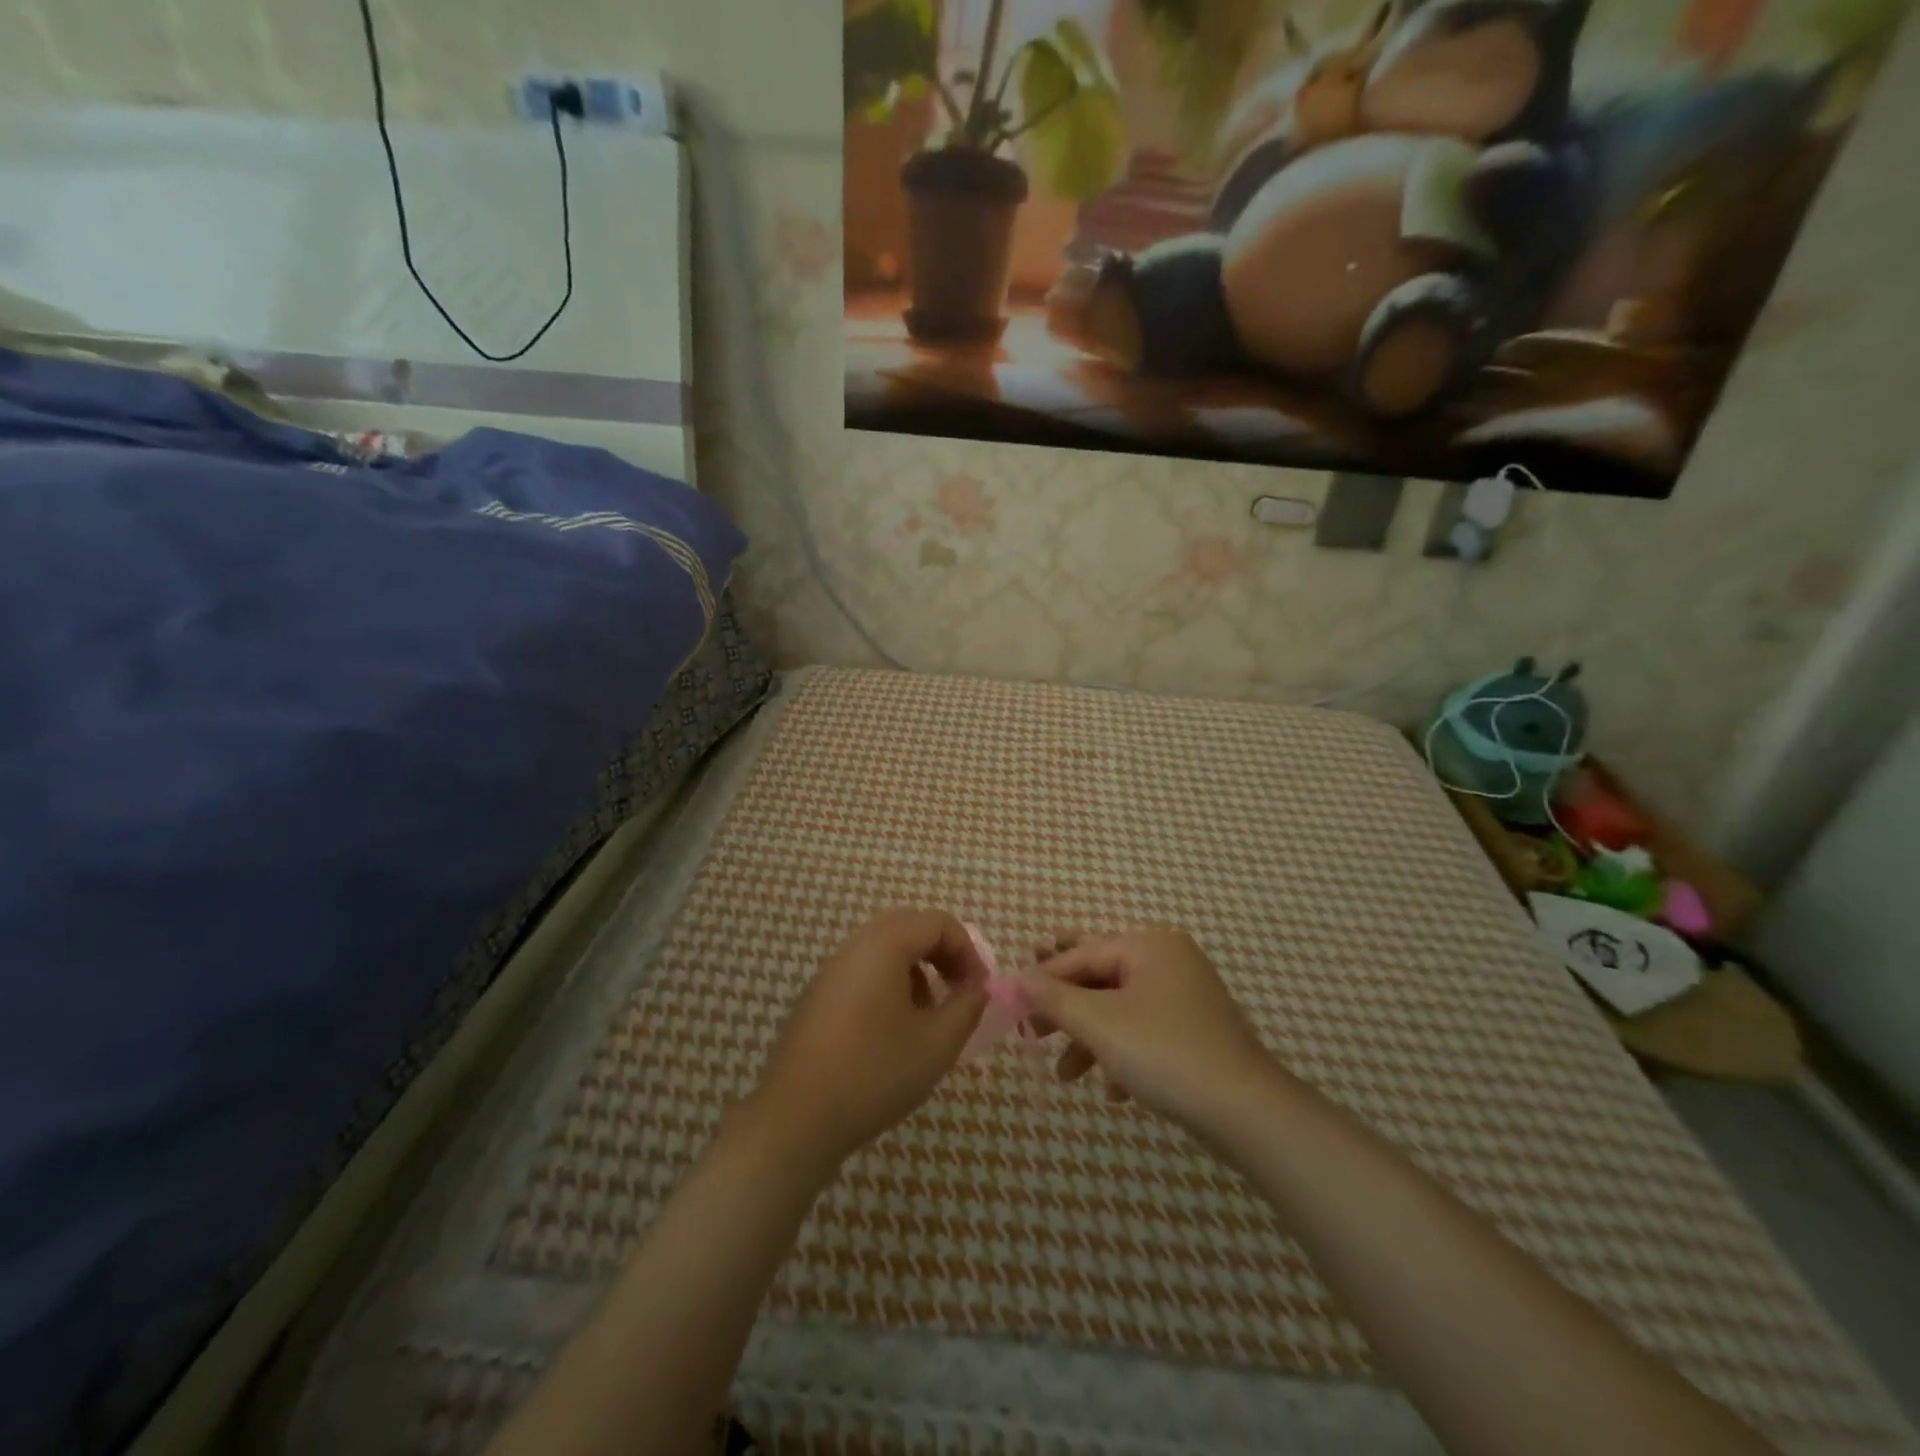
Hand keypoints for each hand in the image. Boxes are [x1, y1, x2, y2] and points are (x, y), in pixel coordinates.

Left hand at [743, 910, 988, 1174]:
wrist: (796, 1118)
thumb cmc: (875, 1074)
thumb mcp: (937, 1044)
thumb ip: (967, 1007)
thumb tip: (977, 988)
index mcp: (884, 945)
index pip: (938, 923)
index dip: (968, 950)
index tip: (980, 990)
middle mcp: (855, 946)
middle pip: (909, 927)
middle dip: (942, 953)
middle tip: (959, 990)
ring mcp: (831, 970)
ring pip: (884, 949)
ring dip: (916, 969)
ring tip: (929, 1016)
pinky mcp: (817, 997)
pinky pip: (863, 971)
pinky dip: (889, 984)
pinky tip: (894, 1031)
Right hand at [1021, 925, 1284, 1139]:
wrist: (1246, 1111)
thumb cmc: (1164, 1053)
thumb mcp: (1099, 1023)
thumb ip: (1053, 998)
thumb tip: (1015, 980)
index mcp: (1149, 944)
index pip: (1081, 955)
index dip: (1042, 980)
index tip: (1010, 1005)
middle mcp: (1169, 958)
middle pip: (1100, 977)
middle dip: (1065, 1008)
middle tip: (1030, 1028)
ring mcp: (1186, 994)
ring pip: (1121, 1008)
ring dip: (1090, 1040)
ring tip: (1064, 1076)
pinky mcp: (1197, 1029)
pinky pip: (1146, 1030)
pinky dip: (1123, 1054)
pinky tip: (1113, 1091)